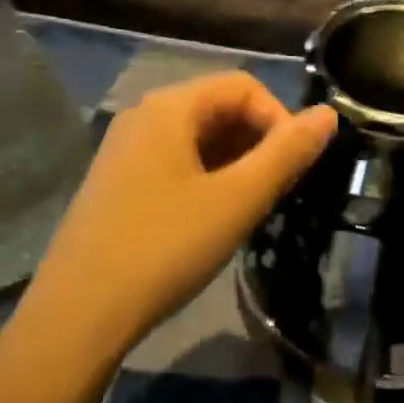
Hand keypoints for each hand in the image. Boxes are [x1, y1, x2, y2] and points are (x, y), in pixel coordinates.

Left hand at [22, 72, 336, 364]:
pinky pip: (174, 161)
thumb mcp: (236, 200)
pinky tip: (211, 219)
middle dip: (257, 140)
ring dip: (234, 161)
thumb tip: (328, 114)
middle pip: (217, 107)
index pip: (242, 85)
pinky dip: (205, 177)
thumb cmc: (163, 248)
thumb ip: (286, 154)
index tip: (295, 167)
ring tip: (249, 207)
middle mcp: (143, 116)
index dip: (279, 118)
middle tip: (275, 190)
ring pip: (196, 137)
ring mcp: (124, 149)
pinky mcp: (116, 182)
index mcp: (169, 107)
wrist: (75, 317)